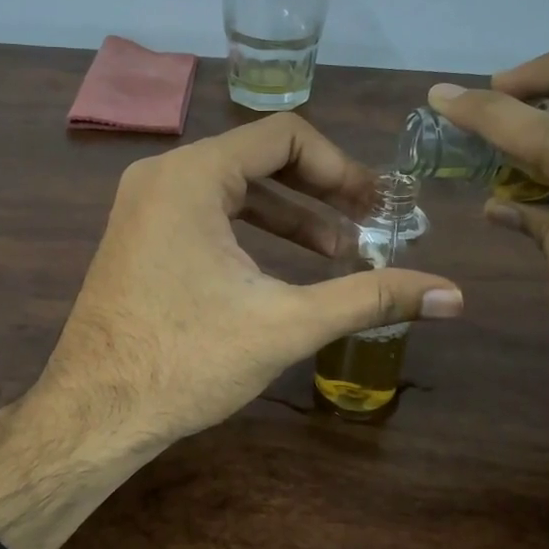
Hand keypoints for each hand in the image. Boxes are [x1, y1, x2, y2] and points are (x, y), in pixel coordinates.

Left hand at [0, 114, 461, 548]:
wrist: (94, 413)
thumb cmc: (186, 361)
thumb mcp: (287, 323)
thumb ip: (371, 298)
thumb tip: (454, 295)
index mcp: (192, 175)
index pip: (285, 136)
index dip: (341, 167)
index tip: (377, 207)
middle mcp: (162, 175)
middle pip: (260, 159)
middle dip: (321, 193)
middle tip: (369, 227)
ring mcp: (144, 206)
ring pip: (234, 190)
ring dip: (291, 216)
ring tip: (339, 255)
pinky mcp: (139, 237)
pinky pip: (207, 214)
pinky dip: (251, 232)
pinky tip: (285, 268)